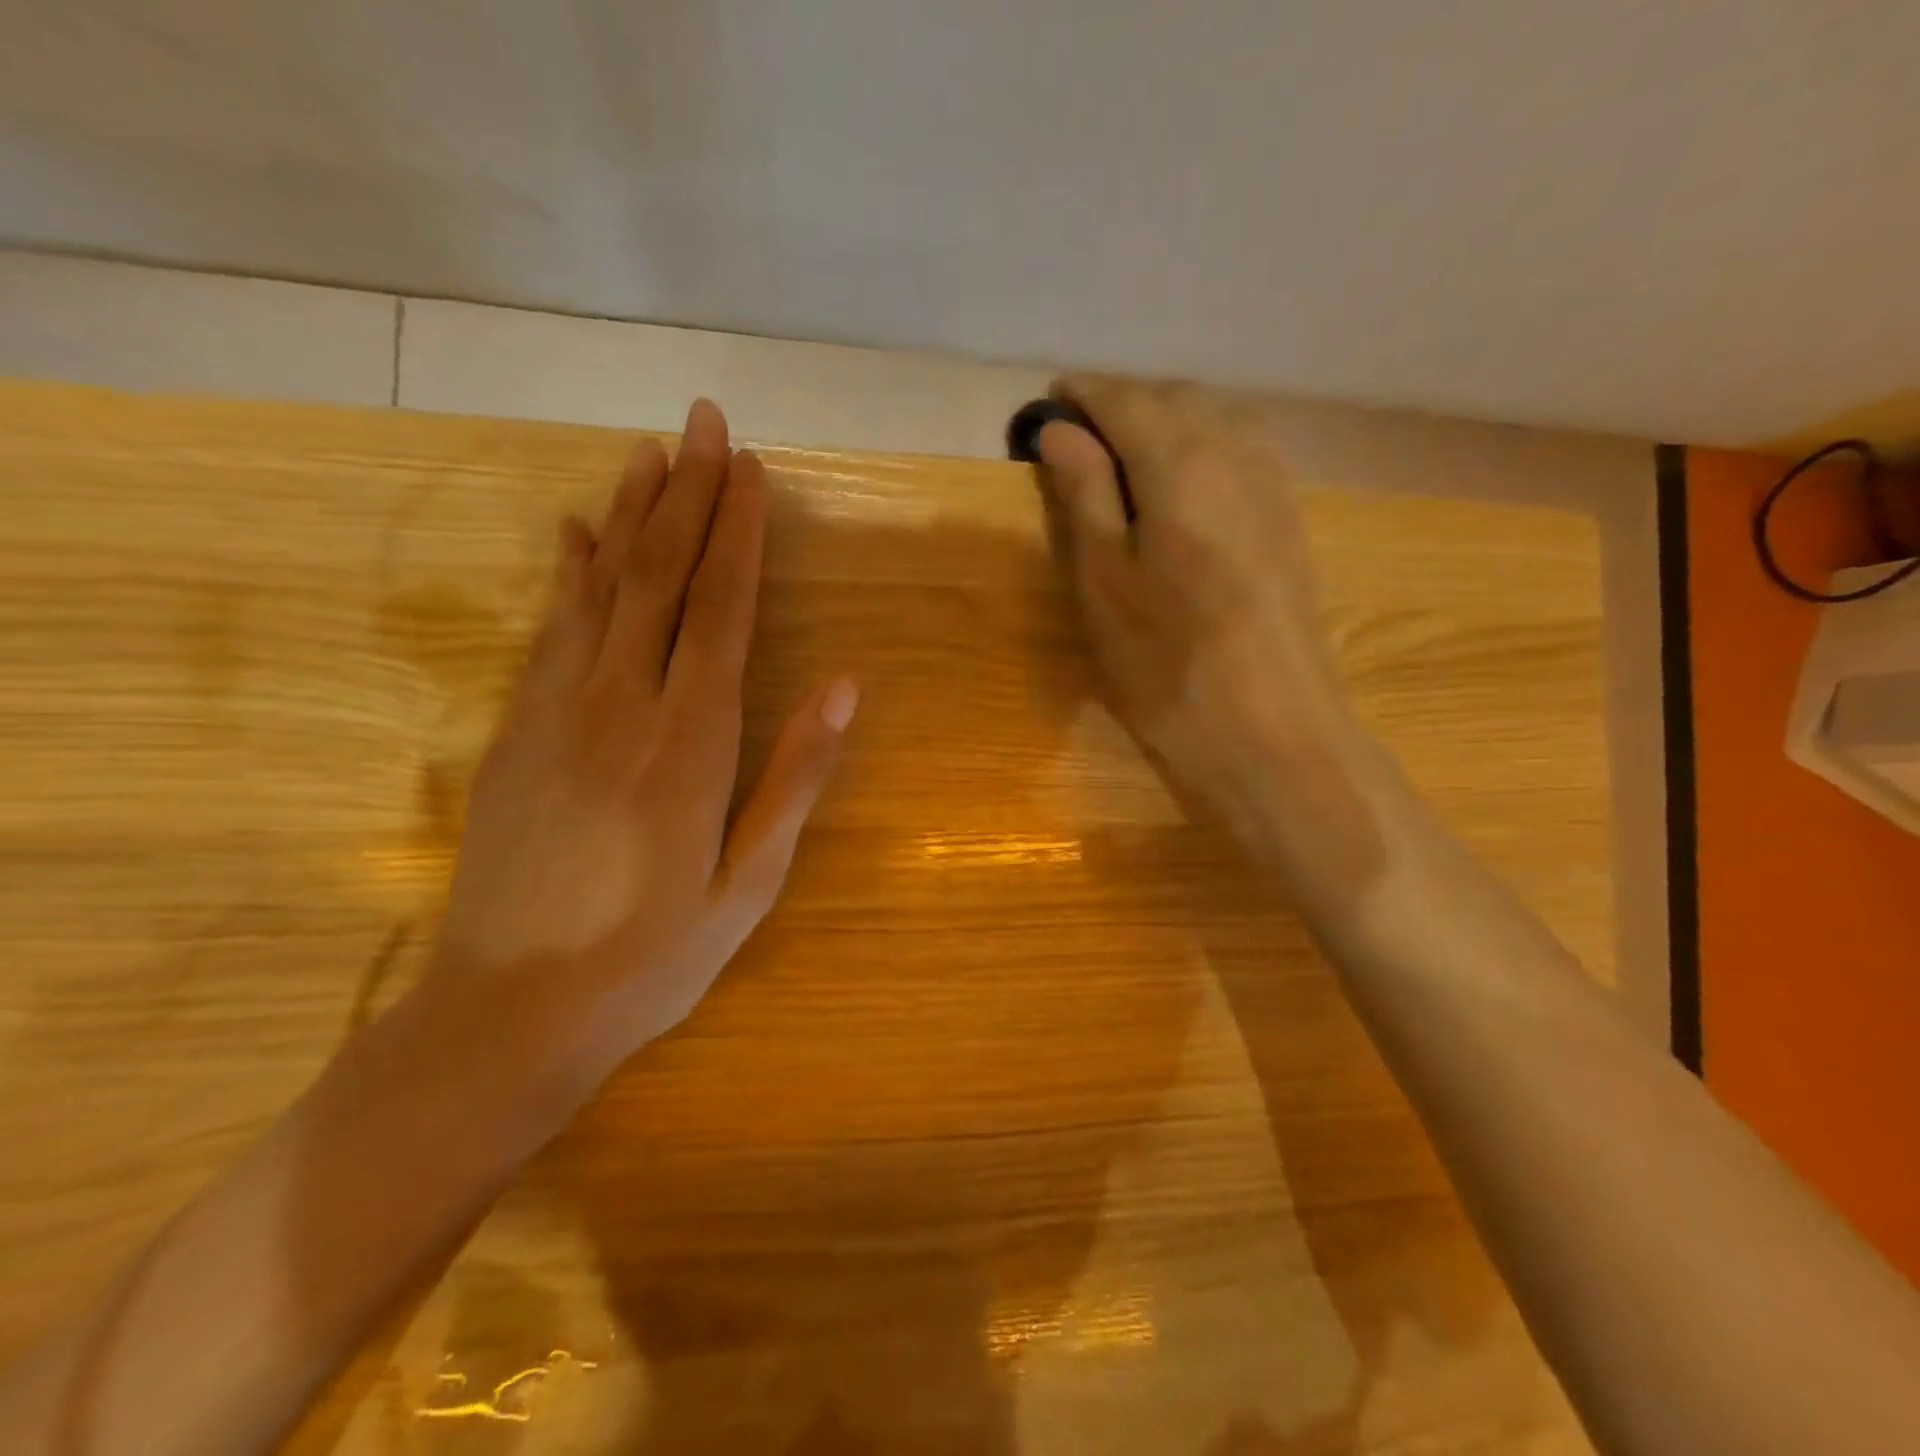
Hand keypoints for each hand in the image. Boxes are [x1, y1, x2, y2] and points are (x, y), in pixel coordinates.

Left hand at [434, 399, 856, 1058]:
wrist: (511, 1010)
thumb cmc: (654, 954)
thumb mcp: (750, 880)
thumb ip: (795, 776)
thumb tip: (843, 685)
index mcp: (692, 742)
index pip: (720, 609)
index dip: (738, 533)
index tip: (750, 468)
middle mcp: (622, 706)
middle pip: (660, 578)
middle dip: (687, 495)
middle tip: (703, 422)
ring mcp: (557, 712)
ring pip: (601, 589)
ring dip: (630, 514)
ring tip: (649, 451)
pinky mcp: (516, 731)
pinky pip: (550, 631)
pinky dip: (569, 573)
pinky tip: (576, 534)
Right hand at [1036, 376, 1390, 904]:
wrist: (1272, 733)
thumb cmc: (1168, 667)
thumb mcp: (1105, 582)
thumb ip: (1084, 494)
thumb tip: (1059, 429)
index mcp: (1183, 464)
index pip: (1126, 401)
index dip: (1083, 396)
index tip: (1047, 405)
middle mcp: (1238, 454)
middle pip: (1174, 400)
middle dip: (1122, 406)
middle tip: (1076, 440)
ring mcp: (1274, 485)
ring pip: (1213, 422)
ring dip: (1162, 425)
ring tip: (1120, 461)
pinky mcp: (1290, 518)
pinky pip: (1239, 453)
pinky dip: (1198, 450)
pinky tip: (1178, 488)